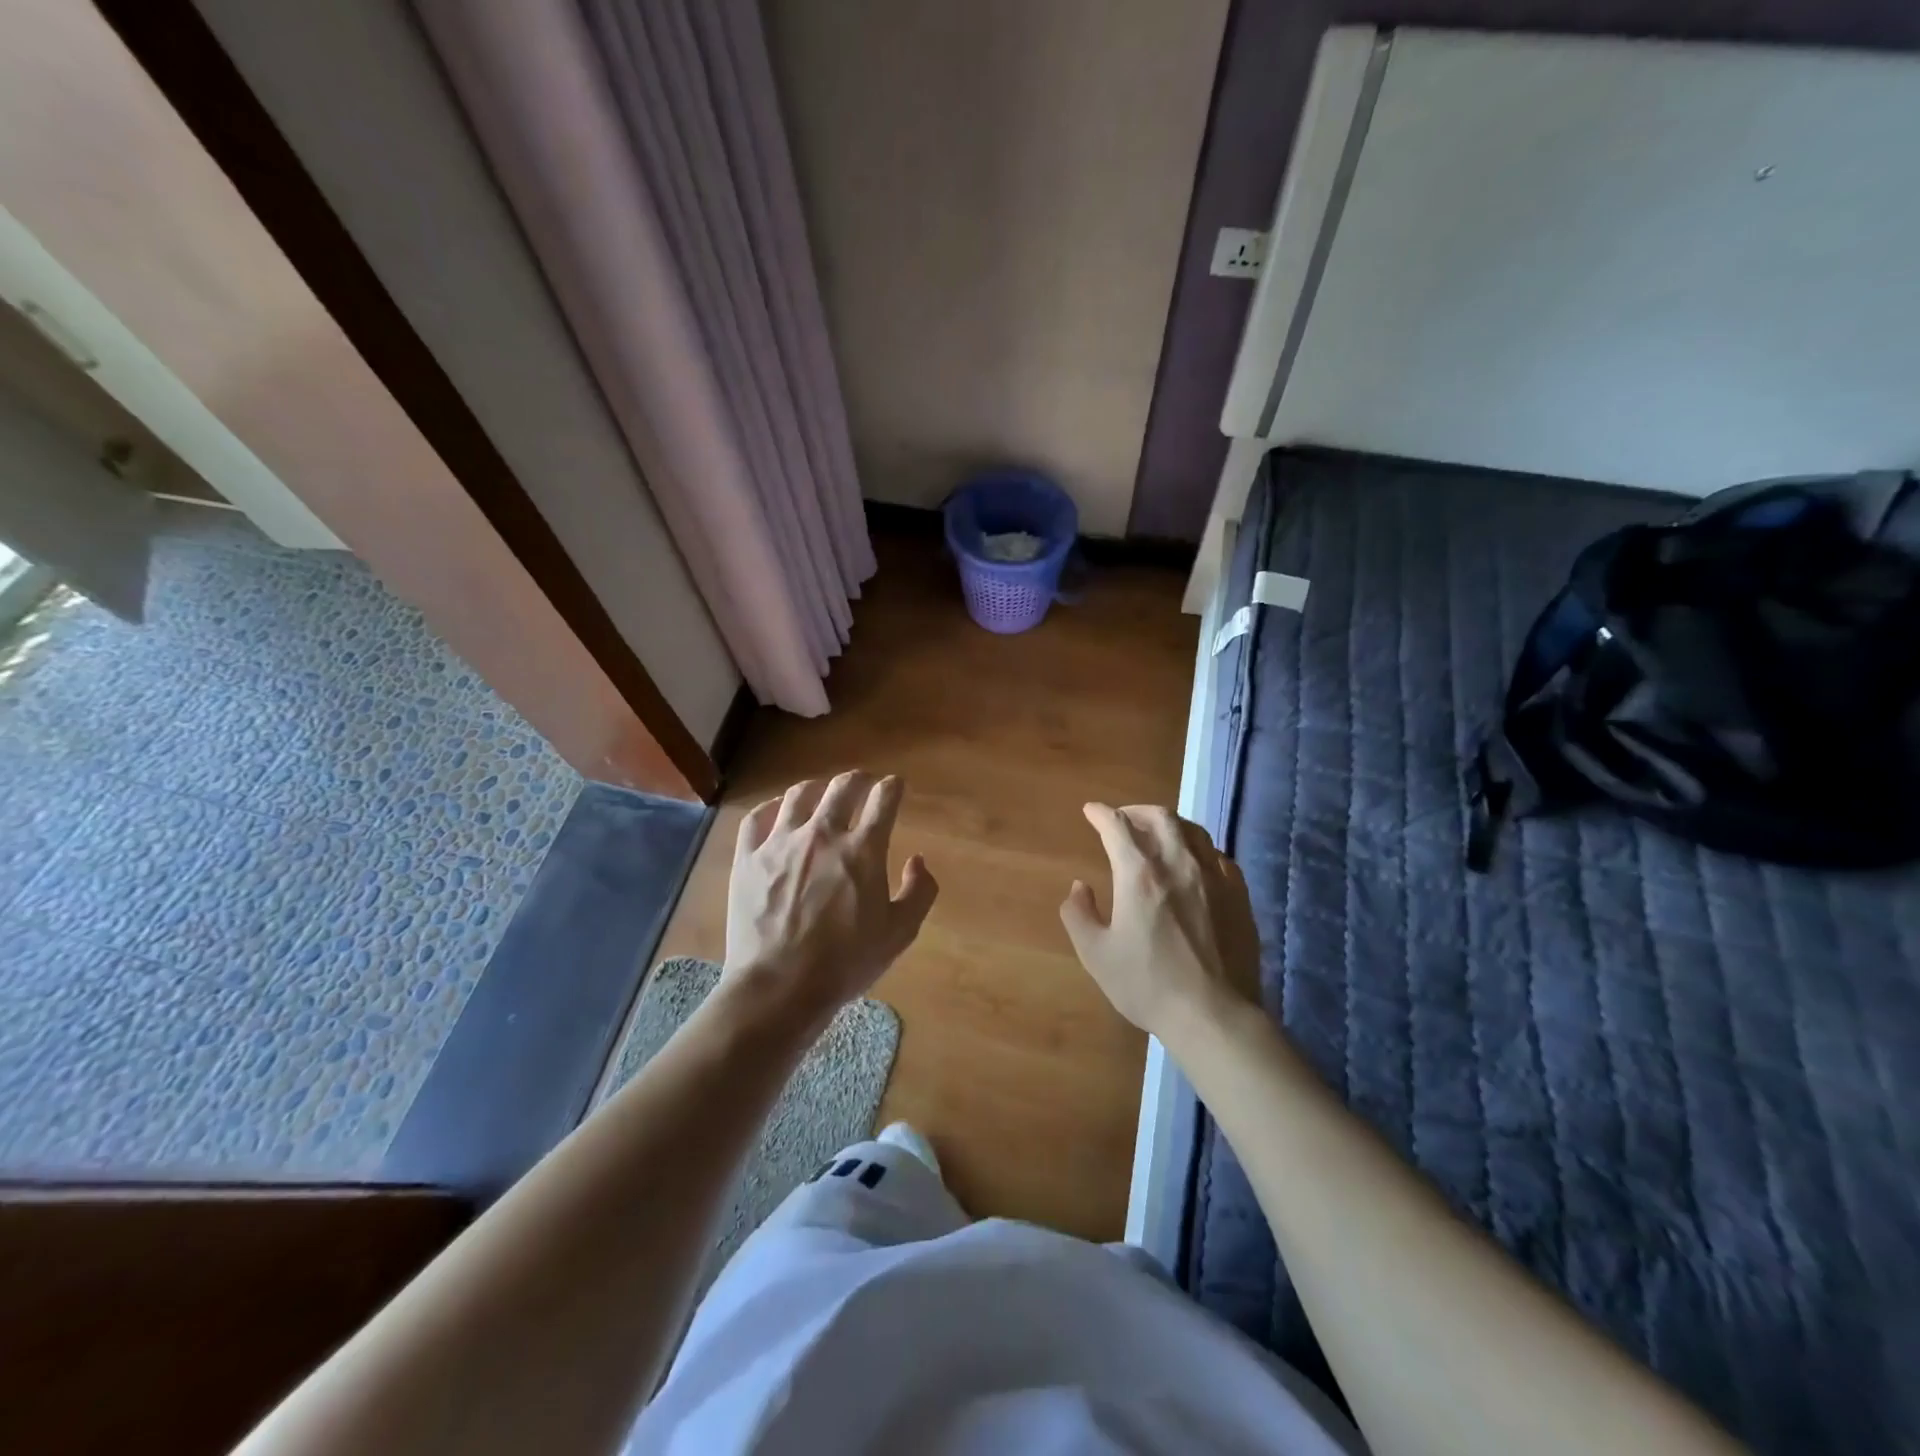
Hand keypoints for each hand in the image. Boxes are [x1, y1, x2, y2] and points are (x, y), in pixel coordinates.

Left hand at [724, 773, 938, 1029]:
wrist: (780, 986)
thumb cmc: (846, 963)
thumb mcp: (899, 933)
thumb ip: (918, 892)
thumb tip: (918, 861)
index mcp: (863, 849)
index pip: (884, 800)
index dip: (893, 788)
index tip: (895, 786)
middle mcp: (822, 834)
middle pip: (842, 787)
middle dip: (859, 779)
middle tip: (864, 782)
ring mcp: (780, 843)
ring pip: (799, 795)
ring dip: (817, 788)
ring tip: (821, 793)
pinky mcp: (748, 858)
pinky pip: (756, 818)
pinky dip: (771, 808)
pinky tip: (777, 811)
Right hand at [1060, 803, 1260, 1040]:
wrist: (1214, 1014)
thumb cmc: (1148, 984)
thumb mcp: (1096, 954)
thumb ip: (1079, 914)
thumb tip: (1079, 887)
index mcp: (1139, 873)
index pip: (1117, 826)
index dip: (1101, 814)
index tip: (1091, 811)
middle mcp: (1178, 863)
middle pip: (1160, 817)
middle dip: (1137, 811)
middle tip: (1123, 818)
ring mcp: (1214, 876)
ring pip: (1193, 830)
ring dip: (1170, 824)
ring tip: (1158, 833)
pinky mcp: (1238, 894)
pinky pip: (1217, 855)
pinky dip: (1198, 849)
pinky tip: (1194, 863)